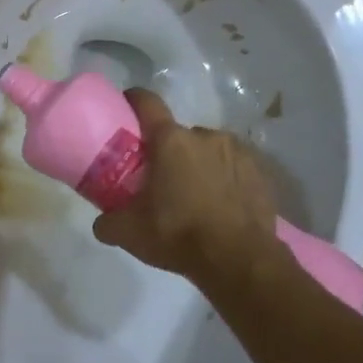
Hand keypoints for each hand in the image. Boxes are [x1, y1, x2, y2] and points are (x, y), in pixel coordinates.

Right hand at [92, 89, 282, 282]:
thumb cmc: (179, 236)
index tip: (125, 107)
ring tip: (195, 195)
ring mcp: (238, 152)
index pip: (147, 102)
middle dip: (168, 151)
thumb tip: (102, 222)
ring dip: (199, 164)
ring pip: (208, 149)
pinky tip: (221, 205)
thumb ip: (108, 222)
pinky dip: (224, 179)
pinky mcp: (261, 172)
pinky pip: (233, 167)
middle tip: (160, 179)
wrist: (241, 262)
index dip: (134, 100)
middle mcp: (205, 136)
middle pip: (178, 134)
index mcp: (170, 141)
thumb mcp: (129, 233)